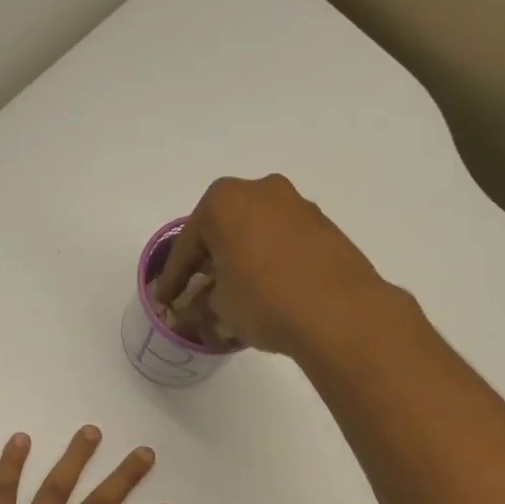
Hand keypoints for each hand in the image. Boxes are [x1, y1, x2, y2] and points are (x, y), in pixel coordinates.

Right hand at [152, 174, 391, 356]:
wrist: (340, 313)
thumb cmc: (265, 301)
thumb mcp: (220, 308)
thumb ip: (200, 304)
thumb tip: (194, 309)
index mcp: (224, 201)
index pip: (187, 245)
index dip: (173, 279)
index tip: (164, 302)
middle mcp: (261, 190)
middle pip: (223, 230)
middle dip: (209, 262)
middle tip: (197, 292)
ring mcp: (298, 205)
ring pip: (256, 233)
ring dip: (242, 260)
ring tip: (236, 294)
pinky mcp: (325, 227)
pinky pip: (284, 243)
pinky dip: (271, 262)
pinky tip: (269, 290)